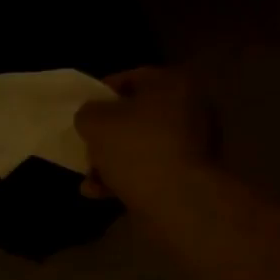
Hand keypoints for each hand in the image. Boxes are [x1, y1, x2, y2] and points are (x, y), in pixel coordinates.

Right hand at [75, 67, 215, 211]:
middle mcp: (192, 109)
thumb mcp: (95, 122)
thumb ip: (87, 113)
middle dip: (108, 134)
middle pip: (138, 116)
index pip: (132, 78)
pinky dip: (129, 178)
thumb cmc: (137, 148)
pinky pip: (154, 170)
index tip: (83, 111)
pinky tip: (101, 193)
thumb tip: (91, 117)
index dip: (101, 93)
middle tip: (87, 146)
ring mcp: (196, 145)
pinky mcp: (192, 176)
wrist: (178, 201)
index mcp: (174, 84)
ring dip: (113, 161)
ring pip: (144, 146)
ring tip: (89, 179)